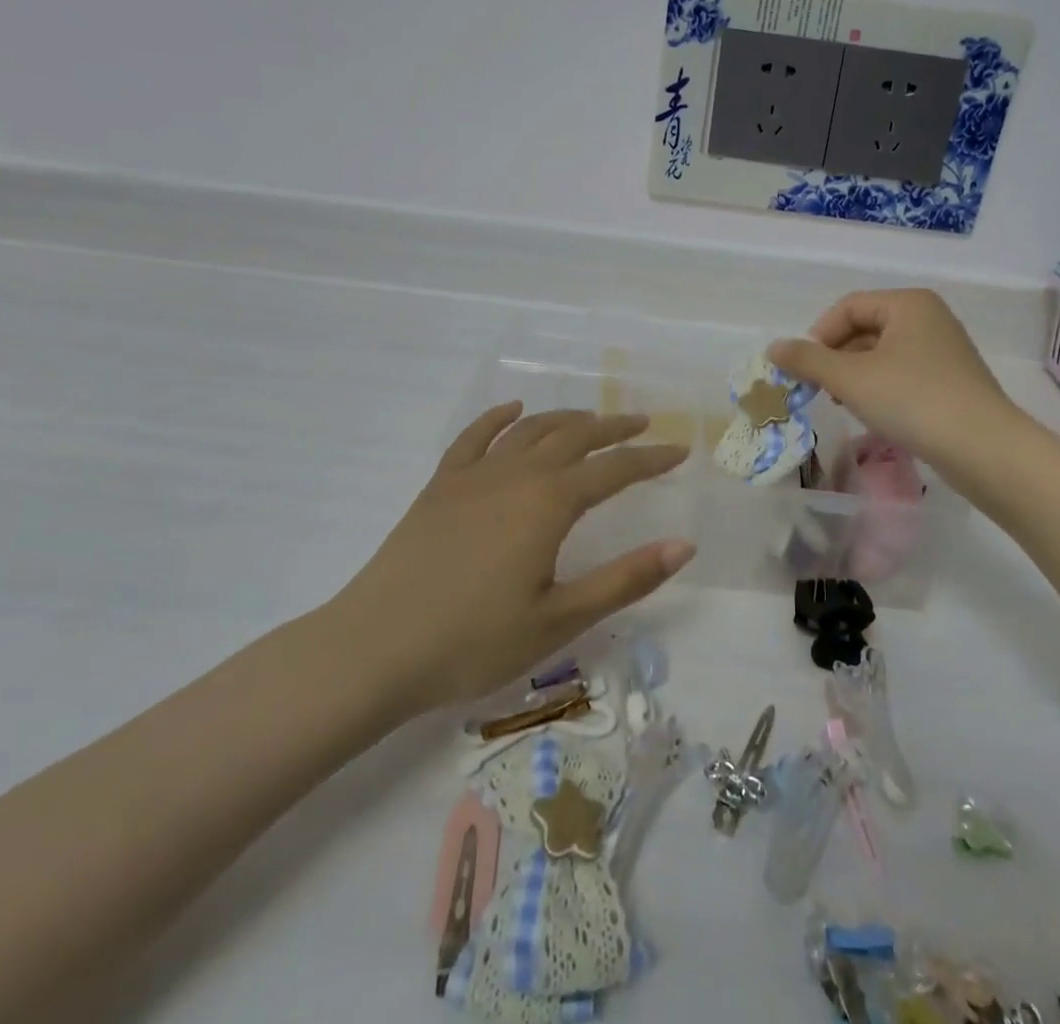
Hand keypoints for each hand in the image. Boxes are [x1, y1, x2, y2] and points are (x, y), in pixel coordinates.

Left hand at [328, 404, 692, 712]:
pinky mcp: (440, 486)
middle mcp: (516, 475)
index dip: (651, 459)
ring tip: (590, 419)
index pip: (614, 470)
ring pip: (529, 430)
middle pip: (574, 436)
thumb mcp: (560, 619)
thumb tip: (684, 544)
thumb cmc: (474, 642)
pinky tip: (511, 410)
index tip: (679, 450)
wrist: (374, 649)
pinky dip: (498, 418)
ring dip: (565, 419)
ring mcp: (473, 476)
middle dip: (613, 428)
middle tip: (642, 423)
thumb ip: (625, 579)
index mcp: (549, 503)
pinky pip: (474, 438)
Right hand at [768, 289, 1017, 467]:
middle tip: (820, 390)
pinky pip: (903, 374)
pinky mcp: (953, 382)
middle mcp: (929, 318)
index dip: (819, 335)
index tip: (806, 370)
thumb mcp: (850, 379)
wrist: (984, 449)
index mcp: (908, 304)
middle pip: (865, 328)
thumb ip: (808, 361)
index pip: (848, 306)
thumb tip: (773, 348)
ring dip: (855, 375)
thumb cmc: (913, 400)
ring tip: (844, 404)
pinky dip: (881, 388)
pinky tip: (876, 415)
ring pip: (883, 354)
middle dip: (836, 357)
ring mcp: (945, 350)